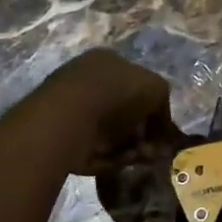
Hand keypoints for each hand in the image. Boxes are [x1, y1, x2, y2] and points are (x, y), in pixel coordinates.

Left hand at [40, 49, 177, 176]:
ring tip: (134, 157)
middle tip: (149, 149)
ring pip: (108, 132)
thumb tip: (158, 123)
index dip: (151, 109)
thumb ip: (162, 102)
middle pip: (122, 110)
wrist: (69, 118)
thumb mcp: (156, 88)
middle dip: (138, 131)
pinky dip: (107, 157)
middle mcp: (87, 79)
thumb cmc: (117, 93)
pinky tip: (115, 161)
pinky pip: (92, 149)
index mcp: (108, 60)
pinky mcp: (59, 135)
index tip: (159, 131)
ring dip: (125, 146)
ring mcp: (70, 107)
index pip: (135, 84)